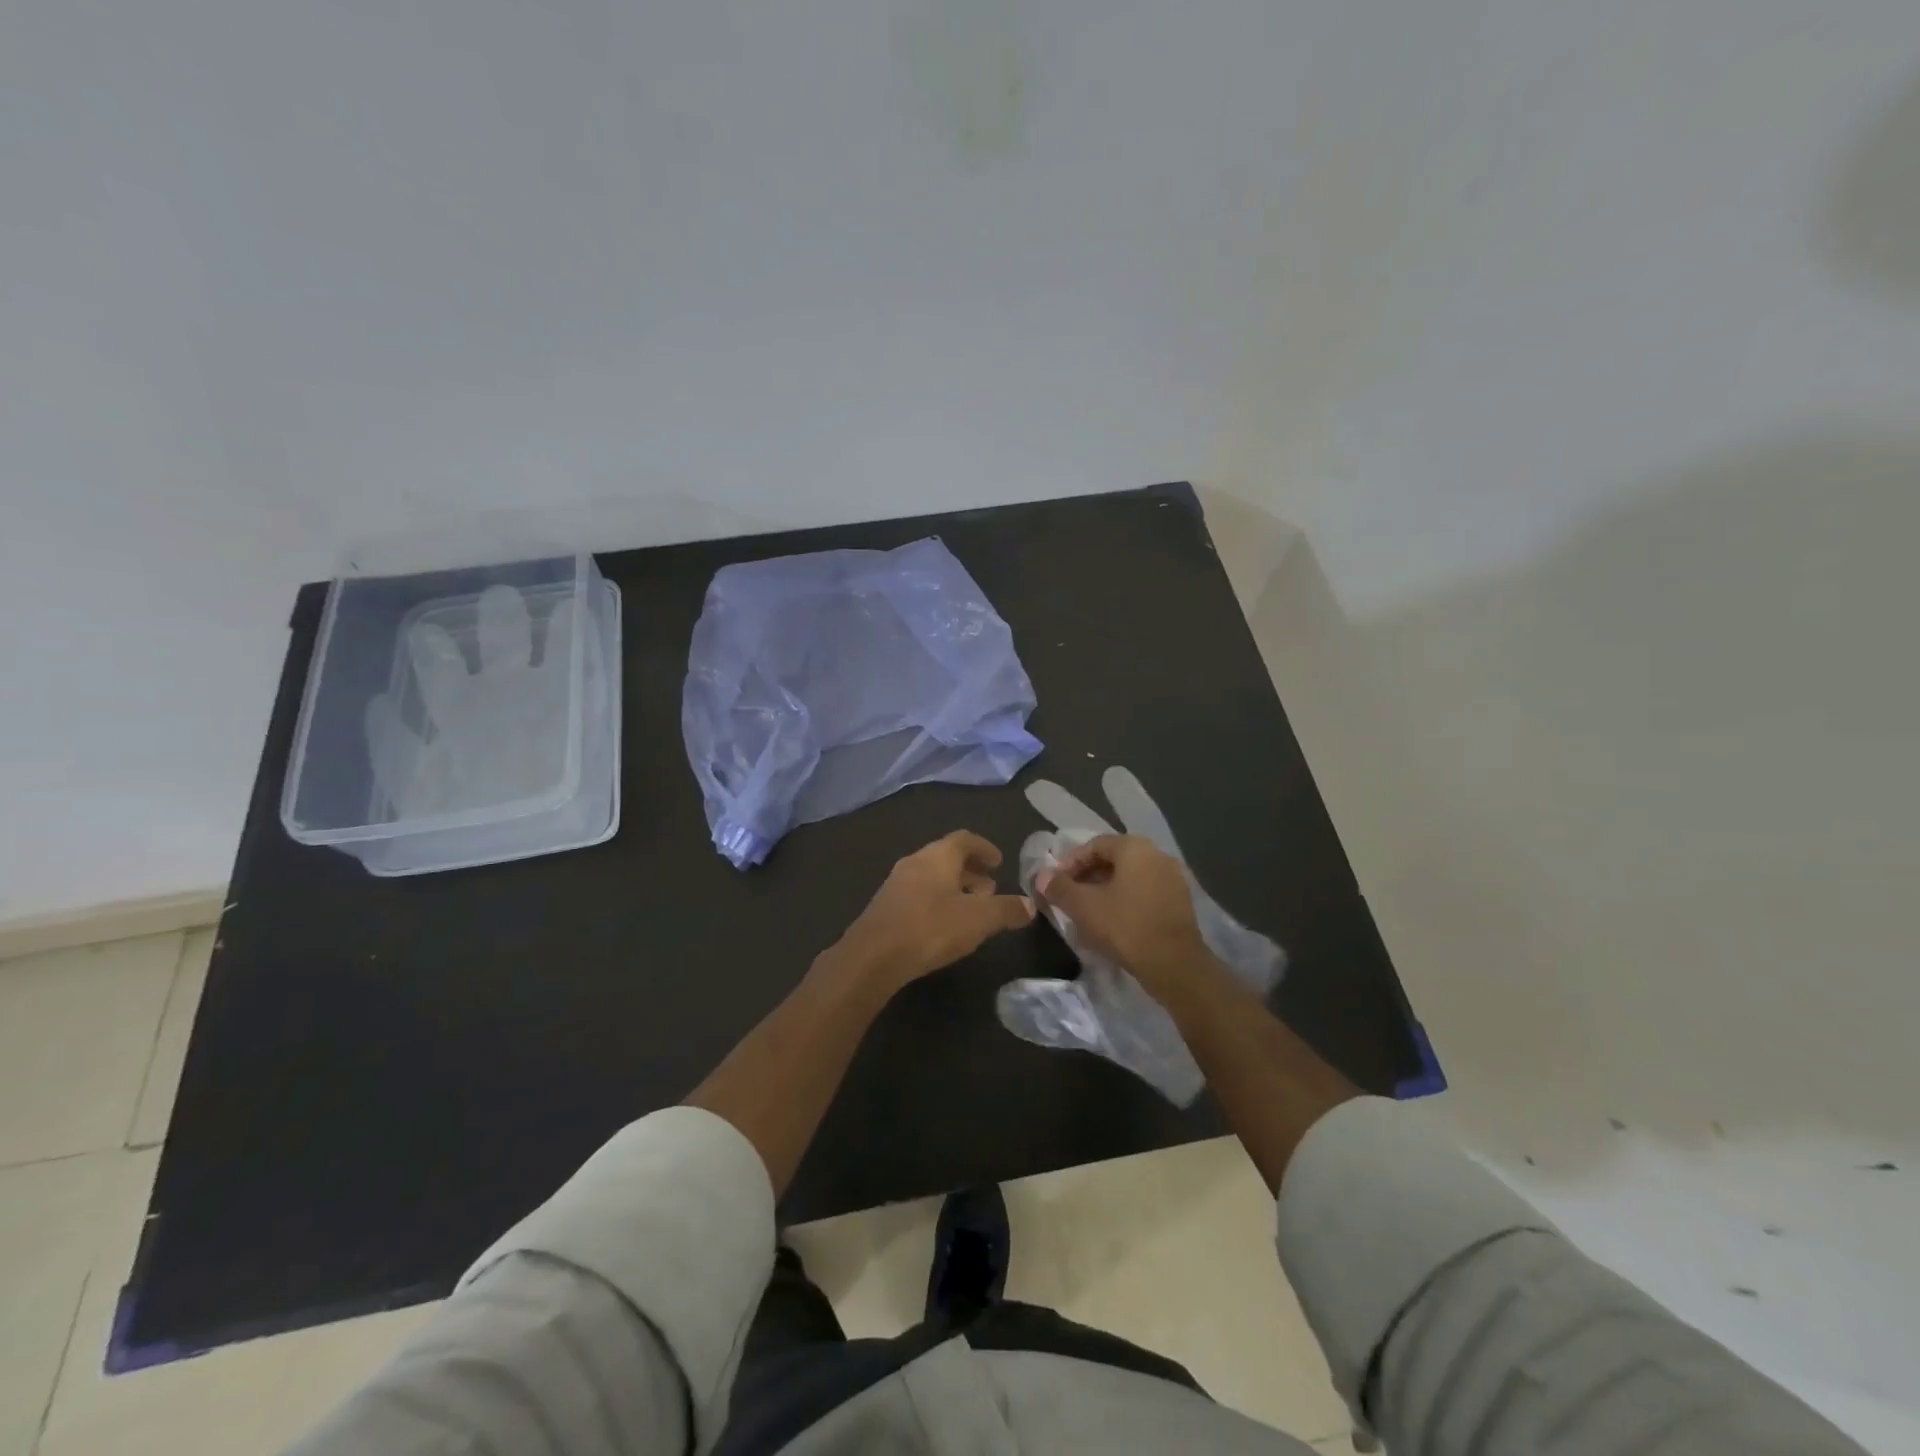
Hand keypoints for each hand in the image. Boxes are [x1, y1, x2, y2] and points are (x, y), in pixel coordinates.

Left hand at [832, 831, 1034, 996]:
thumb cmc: (931, 928)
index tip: (1000, 862)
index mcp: (938, 855)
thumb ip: (1007, 910)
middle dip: (971, 870)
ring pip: (932, 876)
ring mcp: (896, 883)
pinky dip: (937, 901)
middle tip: (991, 889)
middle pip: (947, 857)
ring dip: (954, 887)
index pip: (965, 839)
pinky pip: (918, 894)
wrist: (872, 957)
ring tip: (972, 909)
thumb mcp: (979, 919)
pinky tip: (944, 925)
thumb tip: (1030, 905)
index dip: (985, 848)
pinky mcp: (886, 907)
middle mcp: (915, 861)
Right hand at [1036, 834, 1211, 998]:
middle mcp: (1158, 855)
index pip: (1094, 845)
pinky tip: (1113, 923)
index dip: (1070, 863)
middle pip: (1114, 860)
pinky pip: (1145, 893)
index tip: (1056, 884)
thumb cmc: (1125, 927)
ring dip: (1106, 890)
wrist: (1175, 965)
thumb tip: (1042, 876)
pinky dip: (1126, 901)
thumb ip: (1059, 887)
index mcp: (1135, 848)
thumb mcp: (1083, 906)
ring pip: (1130, 878)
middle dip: (1087, 877)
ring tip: (1088, 912)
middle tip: (1069, 897)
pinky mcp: (1181, 902)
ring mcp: (1174, 879)